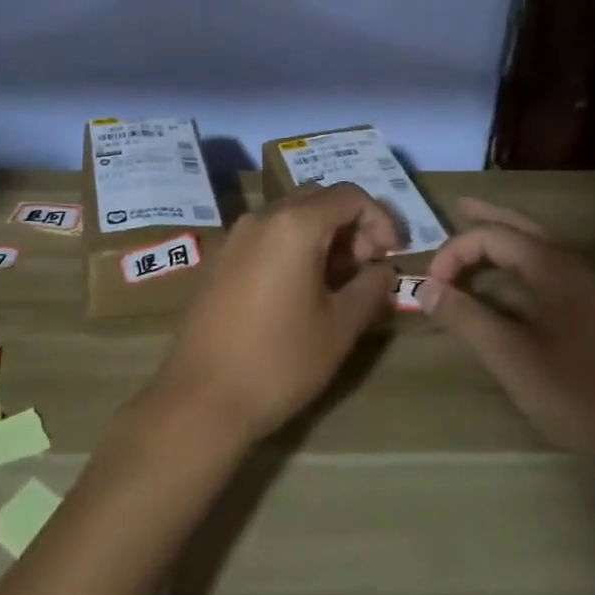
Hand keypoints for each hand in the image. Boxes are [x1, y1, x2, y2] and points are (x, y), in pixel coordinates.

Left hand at [149, 182, 399, 448]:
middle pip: (318, 199)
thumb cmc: (279, 361)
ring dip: (322, 236)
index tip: (393, 255)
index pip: (349, 195)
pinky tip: (299, 289)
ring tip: (338, 281)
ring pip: (290, 216)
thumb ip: (370, 288)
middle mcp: (261, 217)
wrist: (200, 399)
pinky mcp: (218, 259)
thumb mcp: (340, 327)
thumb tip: (383, 270)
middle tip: (368, 266)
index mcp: (294, 224)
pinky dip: (292, 247)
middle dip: (351, 225)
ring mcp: (234, 236)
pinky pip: (265, 236)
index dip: (380, 219)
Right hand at [419, 197, 594, 474]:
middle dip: (487, 218)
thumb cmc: (578, 393)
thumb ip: (466, 317)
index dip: (454, 252)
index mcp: (551, 266)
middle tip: (457, 207)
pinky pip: (545, 268)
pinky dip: (518, 262)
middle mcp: (570, 265)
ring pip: (536, 246)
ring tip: (475, 236)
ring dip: (503, 238)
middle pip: (521, 226)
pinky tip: (506, 281)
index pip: (492, 236)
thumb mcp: (511, 357)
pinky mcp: (591, 311)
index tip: (431, 286)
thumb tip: (423, 287)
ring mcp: (585, 288)